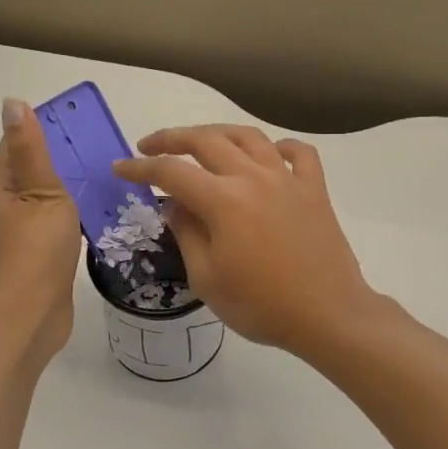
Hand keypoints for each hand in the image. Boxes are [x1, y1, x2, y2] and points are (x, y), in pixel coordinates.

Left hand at [0, 99, 81, 362]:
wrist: (35, 312)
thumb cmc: (37, 249)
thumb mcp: (40, 191)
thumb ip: (31, 150)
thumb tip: (12, 103)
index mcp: (2, 188)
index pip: (15, 145)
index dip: (40, 127)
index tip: (75, 118)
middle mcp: (9, 206)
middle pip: (32, 170)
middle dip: (61, 154)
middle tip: (101, 143)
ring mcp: (25, 232)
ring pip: (48, 197)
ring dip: (71, 184)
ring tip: (106, 171)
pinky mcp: (43, 252)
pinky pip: (60, 220)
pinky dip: (77, 210)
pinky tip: (102, 209)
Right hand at [114, 124, 377, 359]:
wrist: (327, 315)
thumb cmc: (261, 306)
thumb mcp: (207, 280)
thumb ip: (186, 235)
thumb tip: (174, 205)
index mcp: (223, 201)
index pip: (171, 172)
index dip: (141, 168)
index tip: (120, 168)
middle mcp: (254, 178)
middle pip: (207, 141)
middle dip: (172, 139)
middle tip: (150, 146)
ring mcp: (288, 180)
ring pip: (249, 137)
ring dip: (218, 133)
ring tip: (201, 142)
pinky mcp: (315, 190)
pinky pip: (298, 153)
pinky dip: (279, 147)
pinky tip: (269, 155)